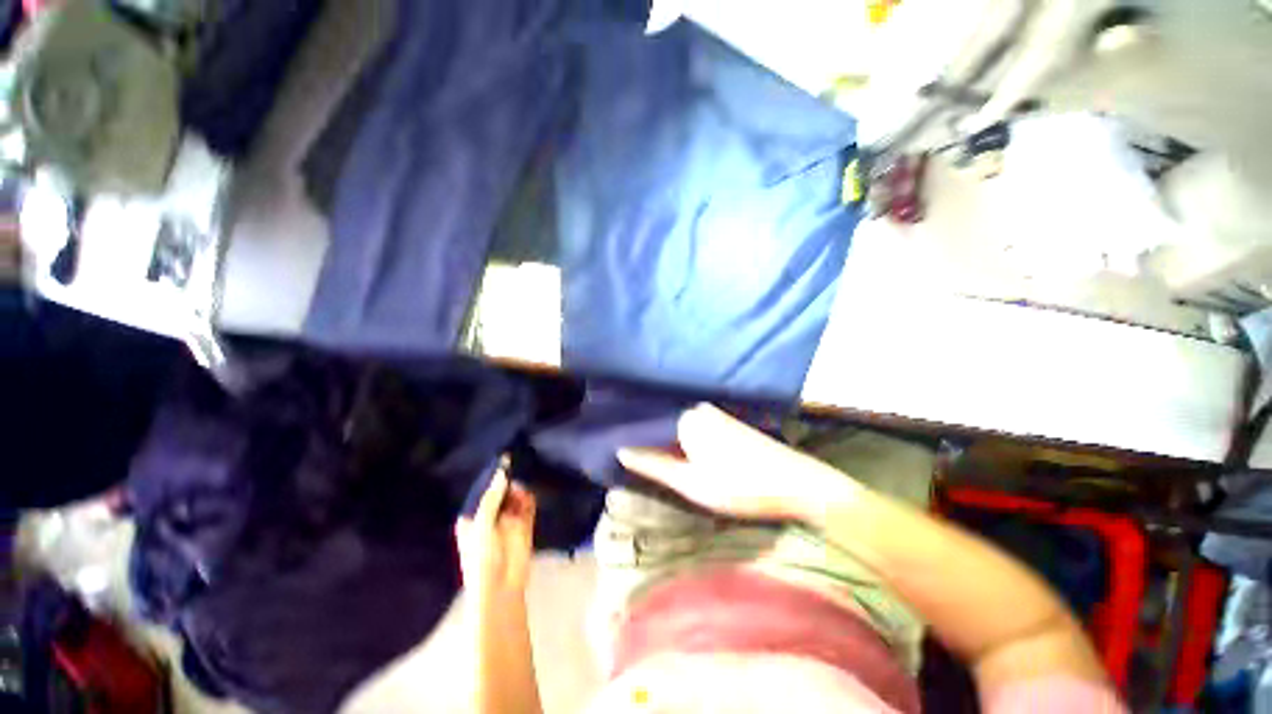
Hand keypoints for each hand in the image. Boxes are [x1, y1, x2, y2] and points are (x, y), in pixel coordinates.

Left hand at [455, 466, 536, 601]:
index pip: (482, 491)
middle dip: (507, 481)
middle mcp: (490, 516)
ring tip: (520, 487)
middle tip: (515, 467)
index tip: (501, 460)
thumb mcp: (482, 525)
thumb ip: (493, 498)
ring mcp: (508, 520)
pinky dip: (529, 499)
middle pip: (501, 492)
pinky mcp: (524, 525)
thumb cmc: (482, 557)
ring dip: (518, 490)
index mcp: (472, 517)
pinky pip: (528, 507)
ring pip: (515, 498)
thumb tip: (503, 472)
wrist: (501, 588)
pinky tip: (528, 494)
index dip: (491, 477)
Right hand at [617, 403, 860, 522]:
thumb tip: (621, 450)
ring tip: (648, 456)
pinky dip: (682, 440)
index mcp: (685, 418)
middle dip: (647, 439)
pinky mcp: (725, 421)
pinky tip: (678, 452)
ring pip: (677, 426)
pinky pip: (693, 428)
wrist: (796, 482)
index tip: (615, 448)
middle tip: (629, 457)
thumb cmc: (740, 485)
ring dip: (665, 441)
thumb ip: (653, 465)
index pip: (646, 423)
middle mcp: (696, 408)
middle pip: (662, 423)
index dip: (631, 438)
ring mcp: (713, 413)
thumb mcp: (691, 482)